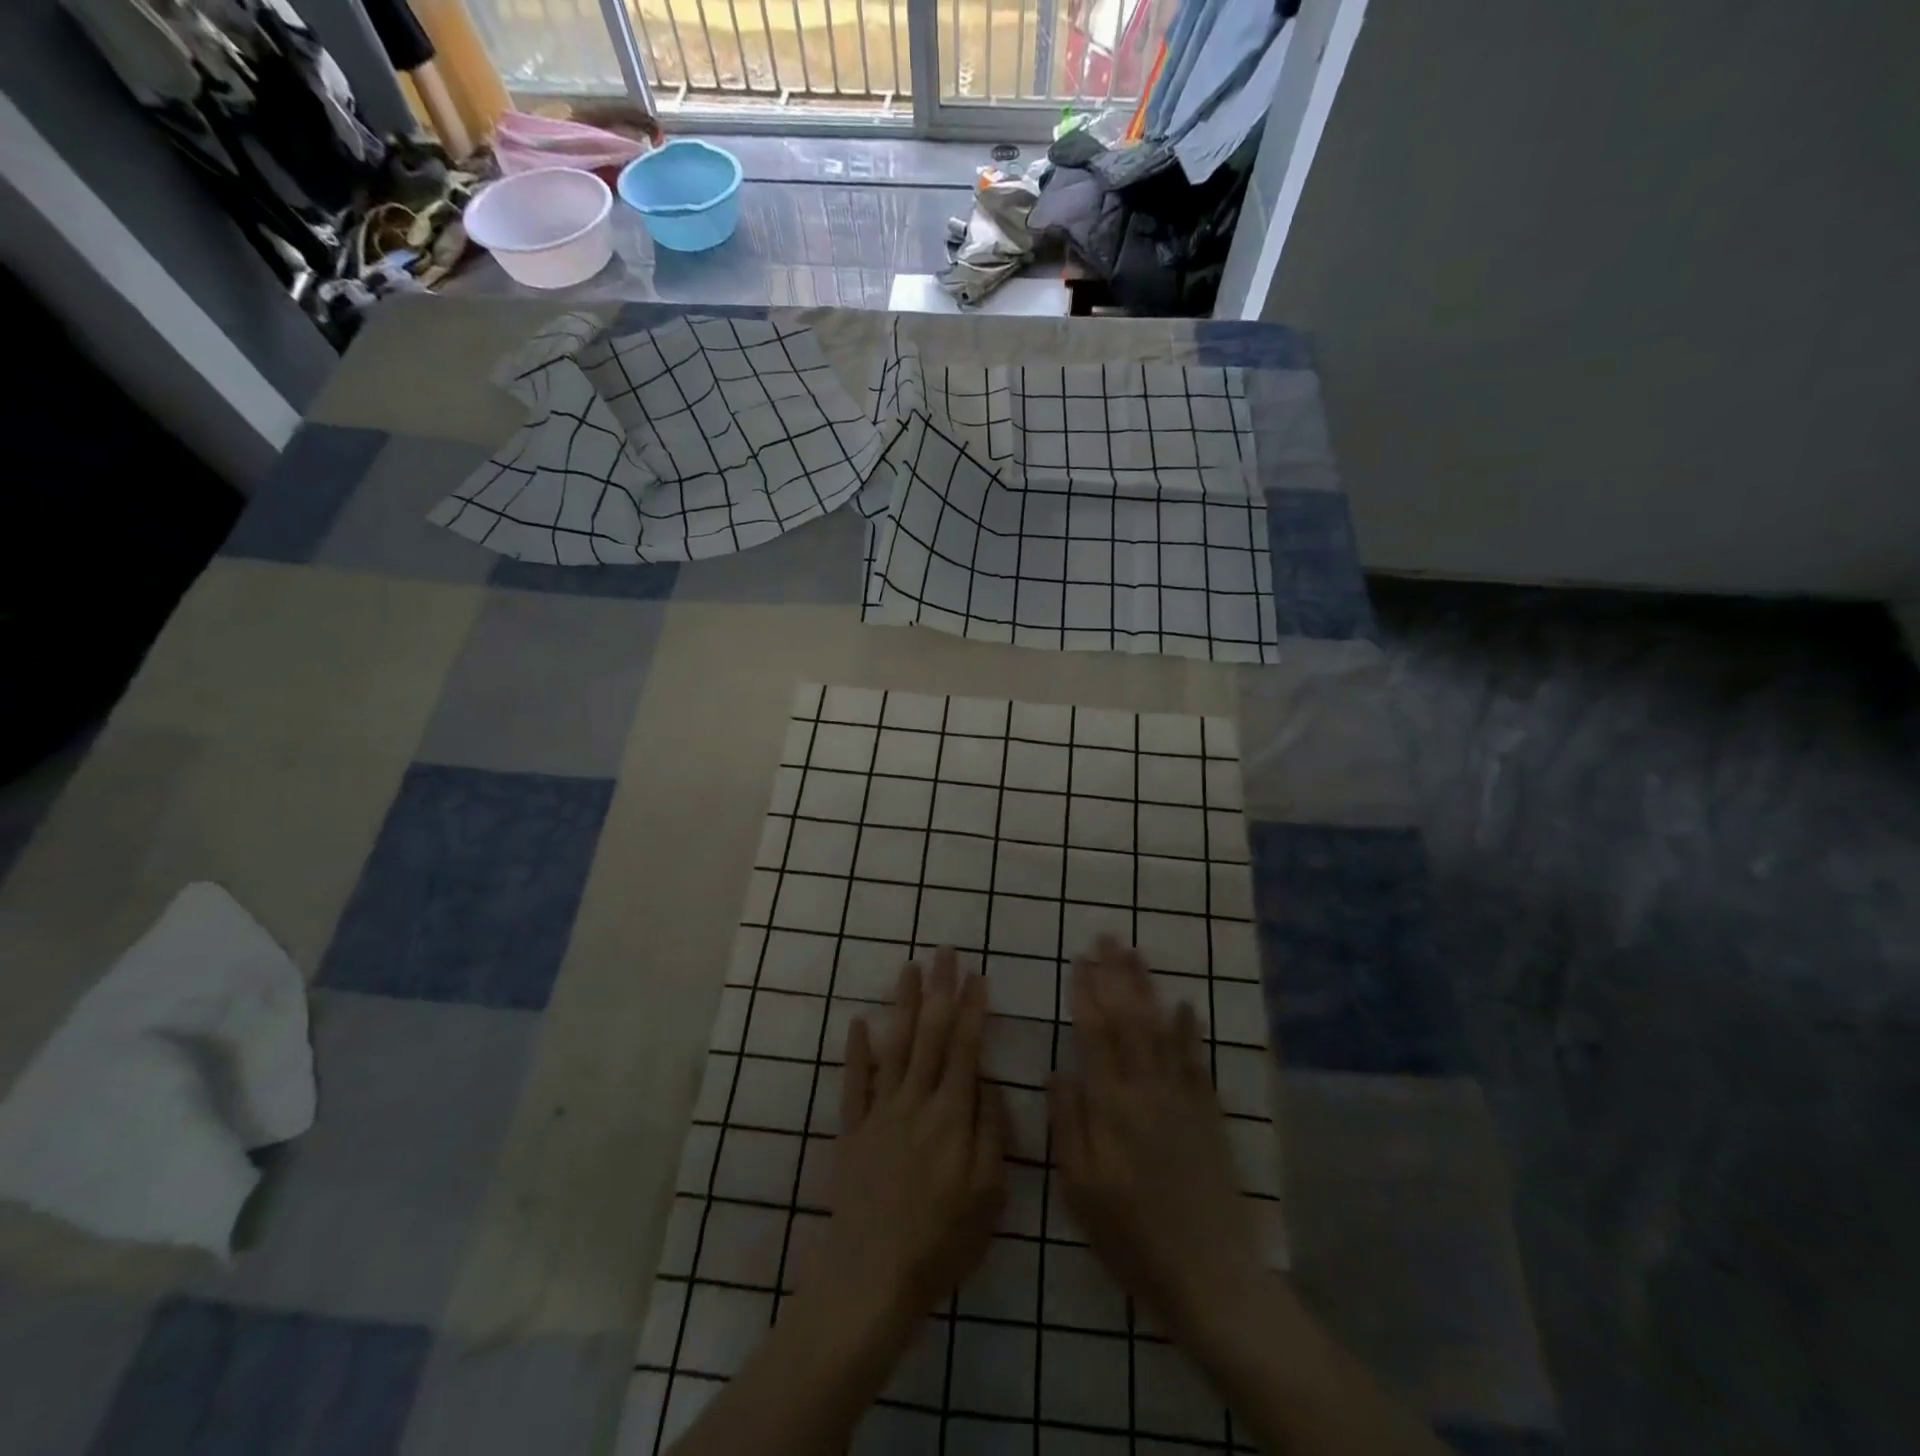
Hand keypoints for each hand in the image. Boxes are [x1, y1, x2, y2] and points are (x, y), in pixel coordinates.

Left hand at [811, 951, 1005, 1327]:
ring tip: (910, 968)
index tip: (977, 976)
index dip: (972, 1009)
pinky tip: (859, 1020)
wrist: (871, 1277)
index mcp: (952, 1116)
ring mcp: (880, 1112)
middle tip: (945, 953)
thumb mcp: (988, 1196)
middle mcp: (916, 1101)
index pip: (965, 1048)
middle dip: (940, 990)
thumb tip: (987, 1083)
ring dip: (903, 1004)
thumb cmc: (941, 1241)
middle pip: (931, 1034)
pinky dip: (856, 1049)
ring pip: (895, 1046)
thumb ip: (991, 1133)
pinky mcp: (852, 1129)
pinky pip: (854, 1081)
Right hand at [1051, 938, 1260, 1342]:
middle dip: (1116, 975)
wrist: (1209, 1275)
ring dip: (1147, 988)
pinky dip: (1188, 1028)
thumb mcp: (1080, 1190)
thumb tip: (1057, 1070)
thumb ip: (1069, 1124)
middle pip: (1130, 1019)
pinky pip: (1195, 1059)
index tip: (1079, 961)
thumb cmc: (1131, 1236)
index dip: (1087, 994)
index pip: (1096, 1035)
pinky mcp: (1207, 1113)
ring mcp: (1182, 1098)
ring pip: (1161, 1028)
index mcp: (1112, 1107)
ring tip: (1136, 954)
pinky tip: (1184, 1004)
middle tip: (1107, 938)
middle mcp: (1147, 1090)